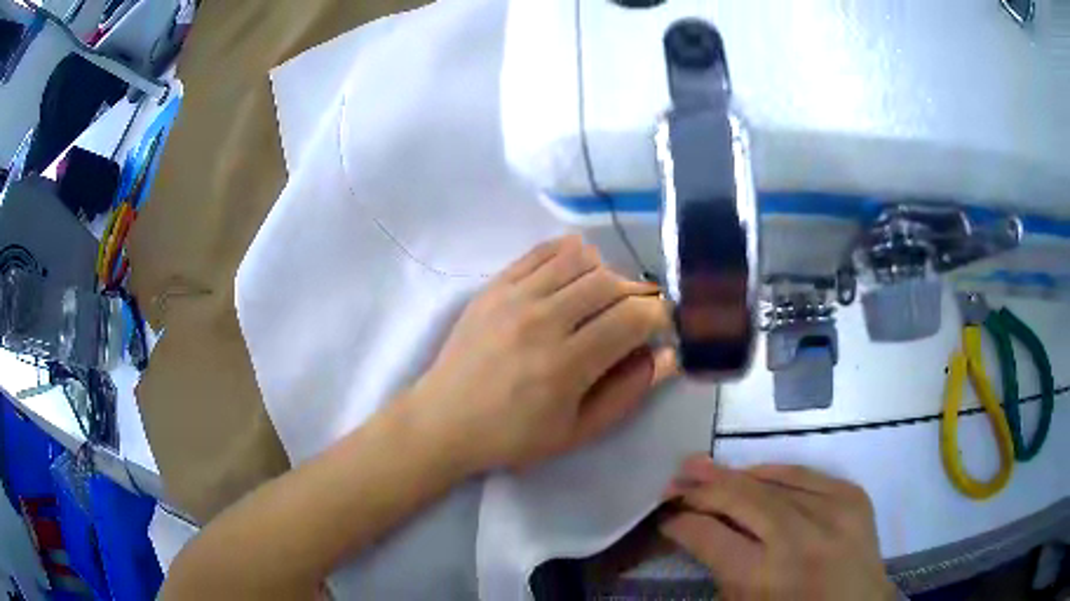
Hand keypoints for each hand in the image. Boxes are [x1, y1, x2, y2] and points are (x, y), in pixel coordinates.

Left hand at [406, 235, 676, 471]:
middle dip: (637, 295)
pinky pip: (543, 250)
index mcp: (565, 365)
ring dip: (605, 273)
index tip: (661, 326)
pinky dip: (571, 255)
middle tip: (635, 314)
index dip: (659, 316)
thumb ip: (627, 392)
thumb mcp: (577, 431)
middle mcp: (541, 321)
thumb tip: (668, 355)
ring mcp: (514, 297)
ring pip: (580, 259)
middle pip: (610, 282)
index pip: (632, 318)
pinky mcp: (494, 285)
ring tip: (603, 298)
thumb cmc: (513, 436)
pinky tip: (574, 276)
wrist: (445, 419)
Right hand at [660, 455, 895, 600]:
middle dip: (702, 489)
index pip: (709, 536)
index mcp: (764, 577)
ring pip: (771, 480)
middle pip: (740, 499)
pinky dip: (773, 472)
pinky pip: (804, 473)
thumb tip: (696, 529)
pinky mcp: (852, 495)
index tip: (665, 517)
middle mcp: (799, 538)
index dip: (681, 523)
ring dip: (733, 475)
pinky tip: (753, 473)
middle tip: (674, 481)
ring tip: (703, 467)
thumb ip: (721, 569)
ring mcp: (832, 511)